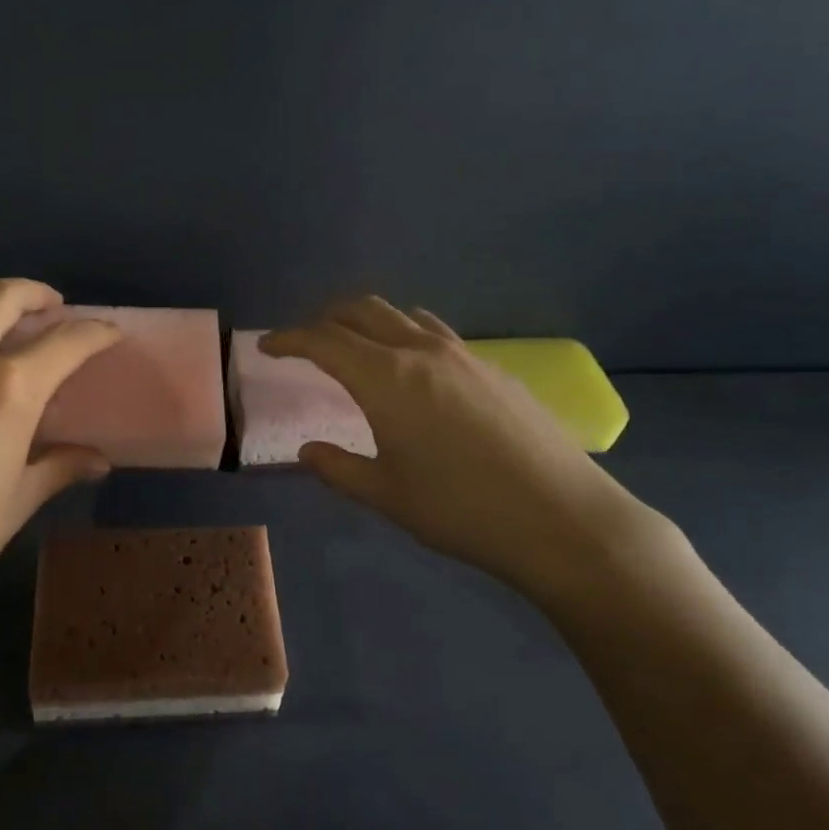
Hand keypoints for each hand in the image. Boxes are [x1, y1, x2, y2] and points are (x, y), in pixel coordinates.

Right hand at [263, 298, 665, 606]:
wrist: (561, 519)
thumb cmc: (461, 510)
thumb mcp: (387, 496)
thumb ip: (338, 468)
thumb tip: (308, 451)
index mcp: (386, 379)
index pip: (324, 340)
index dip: (289, 339)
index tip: (267, 346)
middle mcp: (422, 352)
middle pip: (363, 310)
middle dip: (326, 318)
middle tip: (307, 342)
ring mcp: (464, 355)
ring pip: (404, 316)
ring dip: (370, 322)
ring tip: (358, 349)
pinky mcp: (494, 368)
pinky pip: (437, 335)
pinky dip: (407, 337)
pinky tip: (415, 375)